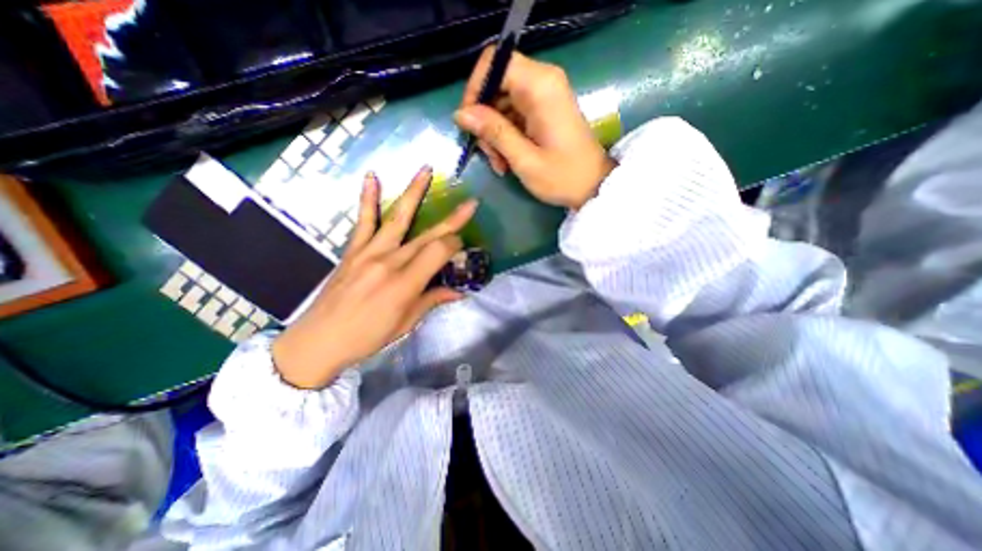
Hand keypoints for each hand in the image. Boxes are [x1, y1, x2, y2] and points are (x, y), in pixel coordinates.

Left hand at [270, 166, 479, 389]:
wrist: (320, 339)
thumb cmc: (368, 336)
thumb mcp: (406, 323)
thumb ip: (433, 300)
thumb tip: (459, 292)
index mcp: (406, 282)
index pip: (440, 251)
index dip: (456, 246)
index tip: (462, 250)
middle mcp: (390, 261)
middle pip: (428, 235)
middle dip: (452, 220)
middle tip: (470, 204)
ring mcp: (370, 252)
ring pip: (398, 218)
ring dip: (414, 192)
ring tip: (425, 170)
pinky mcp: (354, 250)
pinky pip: (363, 221)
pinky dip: (368, 198)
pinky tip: (372, 177)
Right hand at [454, 47, 610, 210]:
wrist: (593, 186)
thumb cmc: (562, 177)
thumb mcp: (524, 159)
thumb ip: (494, 133)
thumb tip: (461, 113)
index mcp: (540, 86)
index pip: (494, 62)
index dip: (475, 89)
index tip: (469, 123)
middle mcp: (542, 82)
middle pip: (496, 85)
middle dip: (485, 121)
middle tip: (489, 155)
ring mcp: (543, 96)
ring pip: (501, 103)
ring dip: (494, 134)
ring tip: (500, 164)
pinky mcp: (543, 110)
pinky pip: (512, 114)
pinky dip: (505, 137)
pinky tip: (507, 161)